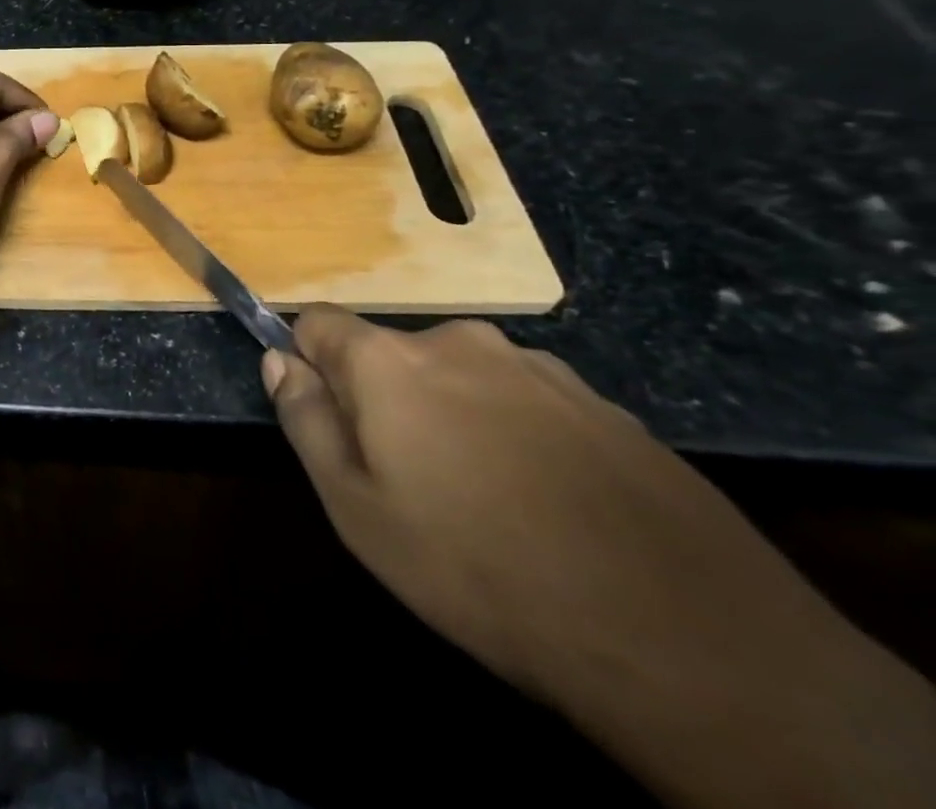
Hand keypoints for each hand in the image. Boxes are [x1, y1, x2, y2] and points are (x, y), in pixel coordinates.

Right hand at [264, 307, 935, 808]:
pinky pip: (527, 401)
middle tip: (413, 479)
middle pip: (392, 352)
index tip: (330, 421)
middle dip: (386, 397)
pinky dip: (518, 433)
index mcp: (389, 360)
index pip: (318, 324)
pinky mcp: (603, 404)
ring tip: (489, 497)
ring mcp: (539, 367)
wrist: (683, 638)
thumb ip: (305, 421)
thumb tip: (279, 362)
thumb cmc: (479, 568)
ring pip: (462, 375)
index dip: (310, 365)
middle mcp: (459, 342)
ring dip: (455, 413)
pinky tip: (552, 503)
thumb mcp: (357, 510)